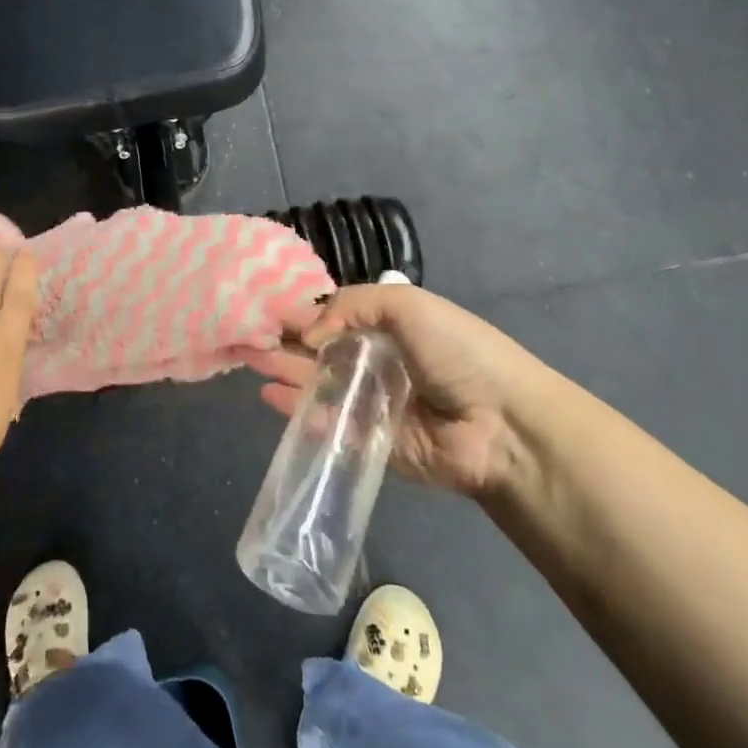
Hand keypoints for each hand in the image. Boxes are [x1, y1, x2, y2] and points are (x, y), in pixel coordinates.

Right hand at [247, 283, 549, 503]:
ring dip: (285, 374)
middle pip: (321, 351)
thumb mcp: (406, 304)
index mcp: (390, 326)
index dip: (303, 313)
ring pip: (319, 385)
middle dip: (285, 344)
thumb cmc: (456, 350)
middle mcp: (378, 362)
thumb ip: (350, 306)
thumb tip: (309, 335)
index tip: (266, 309)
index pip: (336, 316)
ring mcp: (373, 404)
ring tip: (249, 363)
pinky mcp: (370, 442)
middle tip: (246, 338)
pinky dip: (298, 411)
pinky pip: (328, 424)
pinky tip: (270, 398)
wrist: (501, 423)